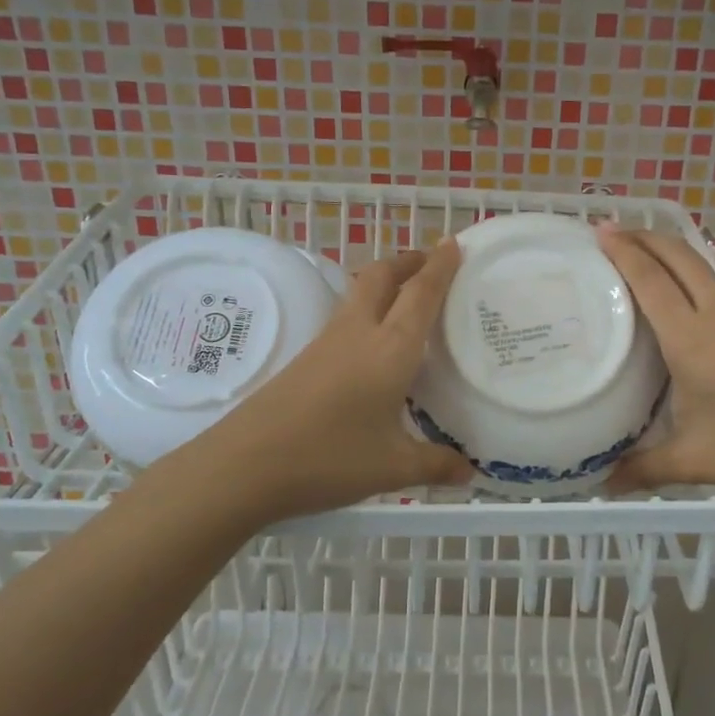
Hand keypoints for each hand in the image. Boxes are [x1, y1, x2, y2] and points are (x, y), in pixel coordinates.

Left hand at [154, 241, 472, 524]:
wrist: (246, 464)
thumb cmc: (329, 458)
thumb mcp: (392, 467)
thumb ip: (435, 465)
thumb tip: (468, 473)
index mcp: (390, 349)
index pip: (421, 294)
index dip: (440, 267)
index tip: (454, 242)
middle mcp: (359, 333)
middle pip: (382, 276)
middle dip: (408, 262)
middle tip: (432, 262)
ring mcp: (327, 343)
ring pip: (359, 293)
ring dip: (386, 282)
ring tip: (407, 294)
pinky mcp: (306, 357)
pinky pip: (345, 317)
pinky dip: (368, 309)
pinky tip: (374, 340)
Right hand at [600, 228, 714, 500]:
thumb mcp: (693, 460)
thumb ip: (643, 468)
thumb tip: (604, 484)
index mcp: (692, 339)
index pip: (650, 280)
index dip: (624, 251)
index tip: (601, 230)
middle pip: (680, 256)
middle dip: (646, 236)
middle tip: (616, 231)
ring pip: (705, 271)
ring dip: (673, 257)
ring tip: (648, 265)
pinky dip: (697, 285)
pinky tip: (694, 316)